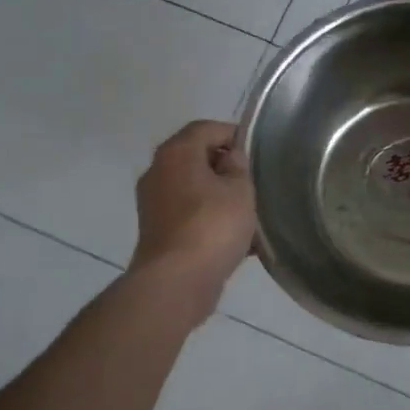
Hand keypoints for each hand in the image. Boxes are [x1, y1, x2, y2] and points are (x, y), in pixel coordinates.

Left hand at [129, 120, 255, 293]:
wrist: (176, 282)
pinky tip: (235, 237)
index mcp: (176, 153)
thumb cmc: (212, 226)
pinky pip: (189, 214)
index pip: (205, 128)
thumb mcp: (240, 189)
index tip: (256, 150)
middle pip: (196, 157)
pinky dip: (209, 218)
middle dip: (226, 166)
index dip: (233, 134)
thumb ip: (238, 167)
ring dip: (218, 195)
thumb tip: (229, 160)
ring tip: (248, 211)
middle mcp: (158, 172)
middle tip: (254, 180)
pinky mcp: (157, 231)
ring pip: (193, 188)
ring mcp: (153, 203)